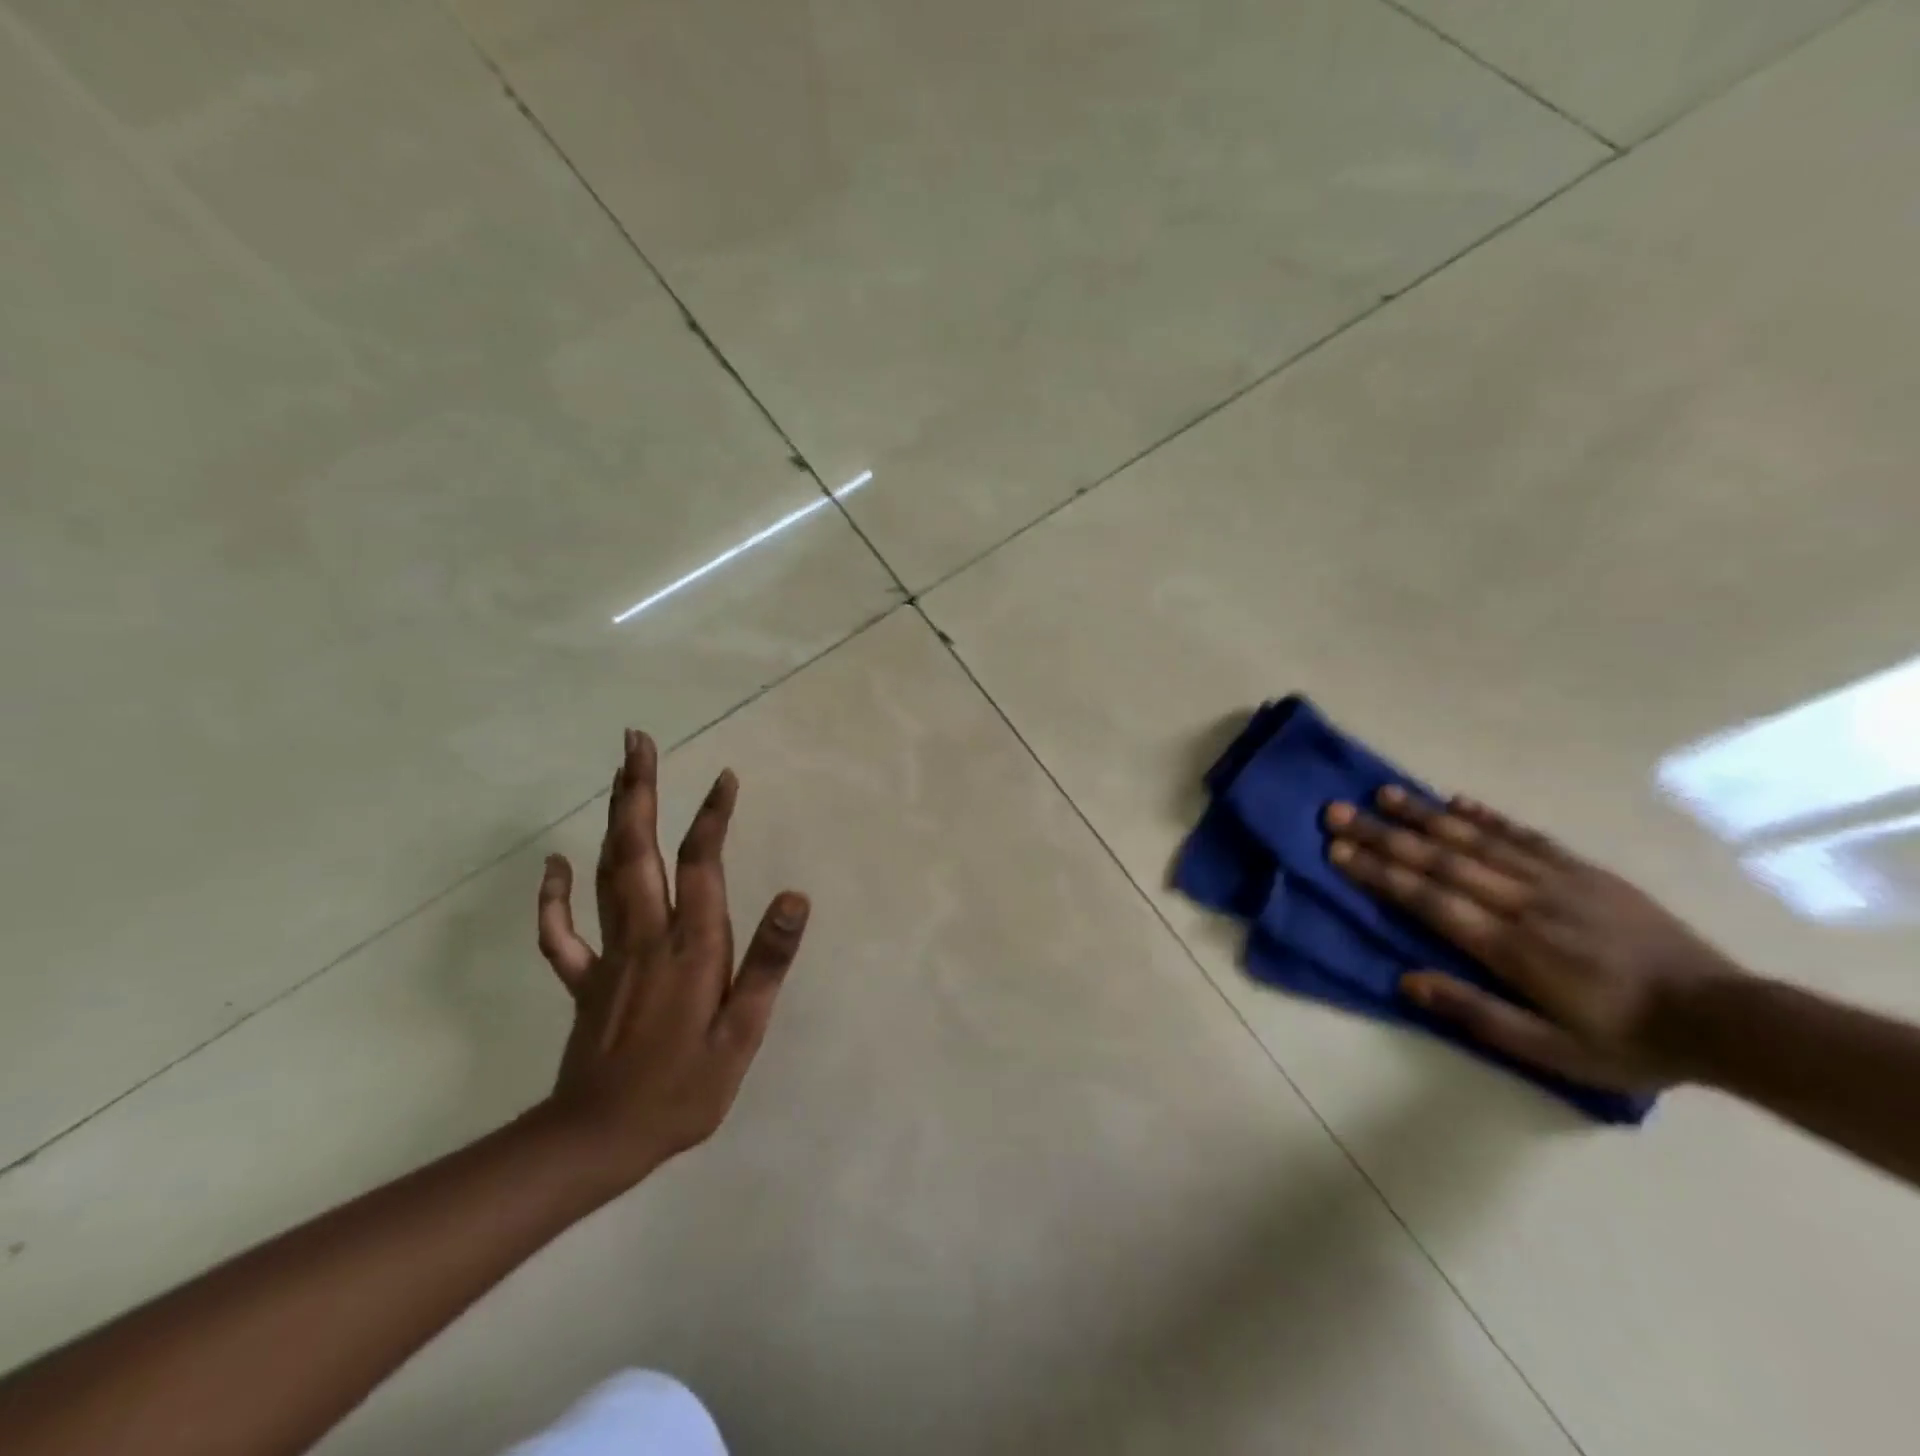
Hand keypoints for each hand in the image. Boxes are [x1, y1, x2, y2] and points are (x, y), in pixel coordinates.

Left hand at [534, 729, 809, 1192]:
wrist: (598, 1141)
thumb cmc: (684, 1089)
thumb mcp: (742, 1033)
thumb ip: (766, 962)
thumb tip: (794, 898)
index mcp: (690, 945)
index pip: (704, 864)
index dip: (713, 817)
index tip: (724, 777)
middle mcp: (646, 935)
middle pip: (639, 849)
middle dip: (638, 791)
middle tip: (636, 741)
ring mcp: (608, 954)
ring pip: (606, 873)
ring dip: (612, 820)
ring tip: (618, 776)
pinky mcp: (584, 979)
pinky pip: (562, 930)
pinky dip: (555, 894)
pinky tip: (556, 862)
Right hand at [1323, 787, 1740, 1091]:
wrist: (1724, 1018)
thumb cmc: (1627, 1041)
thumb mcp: (1552, 1051)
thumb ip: (1476, 1013)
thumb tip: (1406, 980)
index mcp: (1512, 947)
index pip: (1429, 900)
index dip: (1379, 873)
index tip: (1337, 850)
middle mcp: (1525, 902)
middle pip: (1441, 860)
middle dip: (1383, 834)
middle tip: (1338, 811)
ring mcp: (1556, 880)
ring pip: (1477, 839)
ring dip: (1424, 815)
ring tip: (1382, 793)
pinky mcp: (1583, 870)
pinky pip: (1525, 835)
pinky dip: (1485, 816)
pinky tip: (1454, 801)